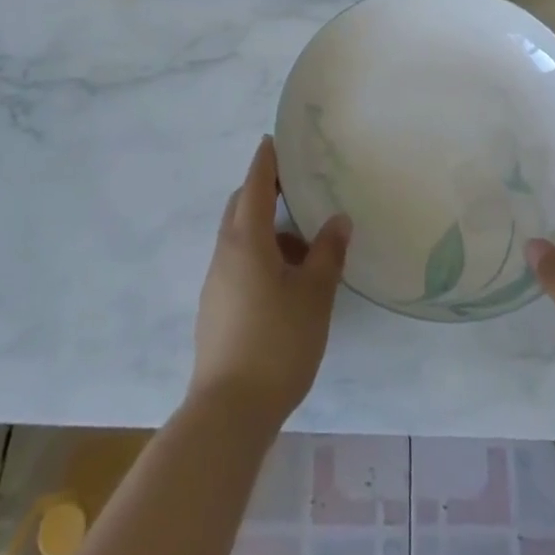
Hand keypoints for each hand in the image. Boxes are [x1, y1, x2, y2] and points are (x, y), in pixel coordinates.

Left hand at [189, 136, 350, 430]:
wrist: (228, 413)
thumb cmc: (277, 343)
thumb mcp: (314, 295)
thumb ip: (327, 253)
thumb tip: (338, 219)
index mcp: (246, 240)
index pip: (254, 186)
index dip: (265, 162)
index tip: (273, 140)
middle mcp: (225, 254)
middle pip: (241, 209)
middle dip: (264, 193)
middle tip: (298, 191)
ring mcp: (216, 284)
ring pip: (240, 240)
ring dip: (268, 232)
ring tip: (304, 249)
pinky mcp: (215, 310)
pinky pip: (238, 264)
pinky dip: (260, 257)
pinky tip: (286, 284)